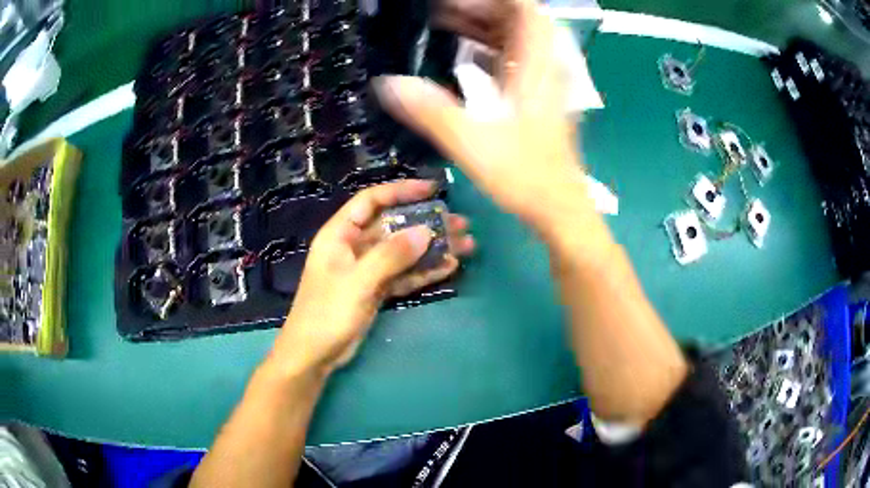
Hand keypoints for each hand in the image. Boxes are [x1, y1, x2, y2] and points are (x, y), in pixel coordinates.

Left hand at [270, 180, 473, 375]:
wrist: (314, 355)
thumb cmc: (327, 313)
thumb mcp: (358, 281)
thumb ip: (391, 256)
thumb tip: (425, 231)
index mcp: (340, 234)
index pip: (371, 201)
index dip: (401, 191)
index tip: (433, 190)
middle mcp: (354, 247)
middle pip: (394, 226)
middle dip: (427, 223)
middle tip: (460, 224)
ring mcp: (367, 269)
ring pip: (403, 252)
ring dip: (432, 248)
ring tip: (465, 245)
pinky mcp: (376, 290)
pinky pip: (403, 274)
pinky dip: (424, 271)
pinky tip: (449, 267)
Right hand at [373, 0, 591, 233]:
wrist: (559, 208)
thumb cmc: (524, 176)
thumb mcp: (471, 141)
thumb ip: (429, 110)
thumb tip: (386, 84)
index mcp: (535, 67)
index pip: (526, 9)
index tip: (455, 1)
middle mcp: (543, 67)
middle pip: (518, 18)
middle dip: (479, 8)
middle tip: (438, 12)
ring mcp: (543, 81)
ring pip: (516, 37)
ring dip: (482, 26)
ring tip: (443, 25)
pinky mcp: (538, 96)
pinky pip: (514, 58)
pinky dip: (490, 48)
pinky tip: (464, 54)